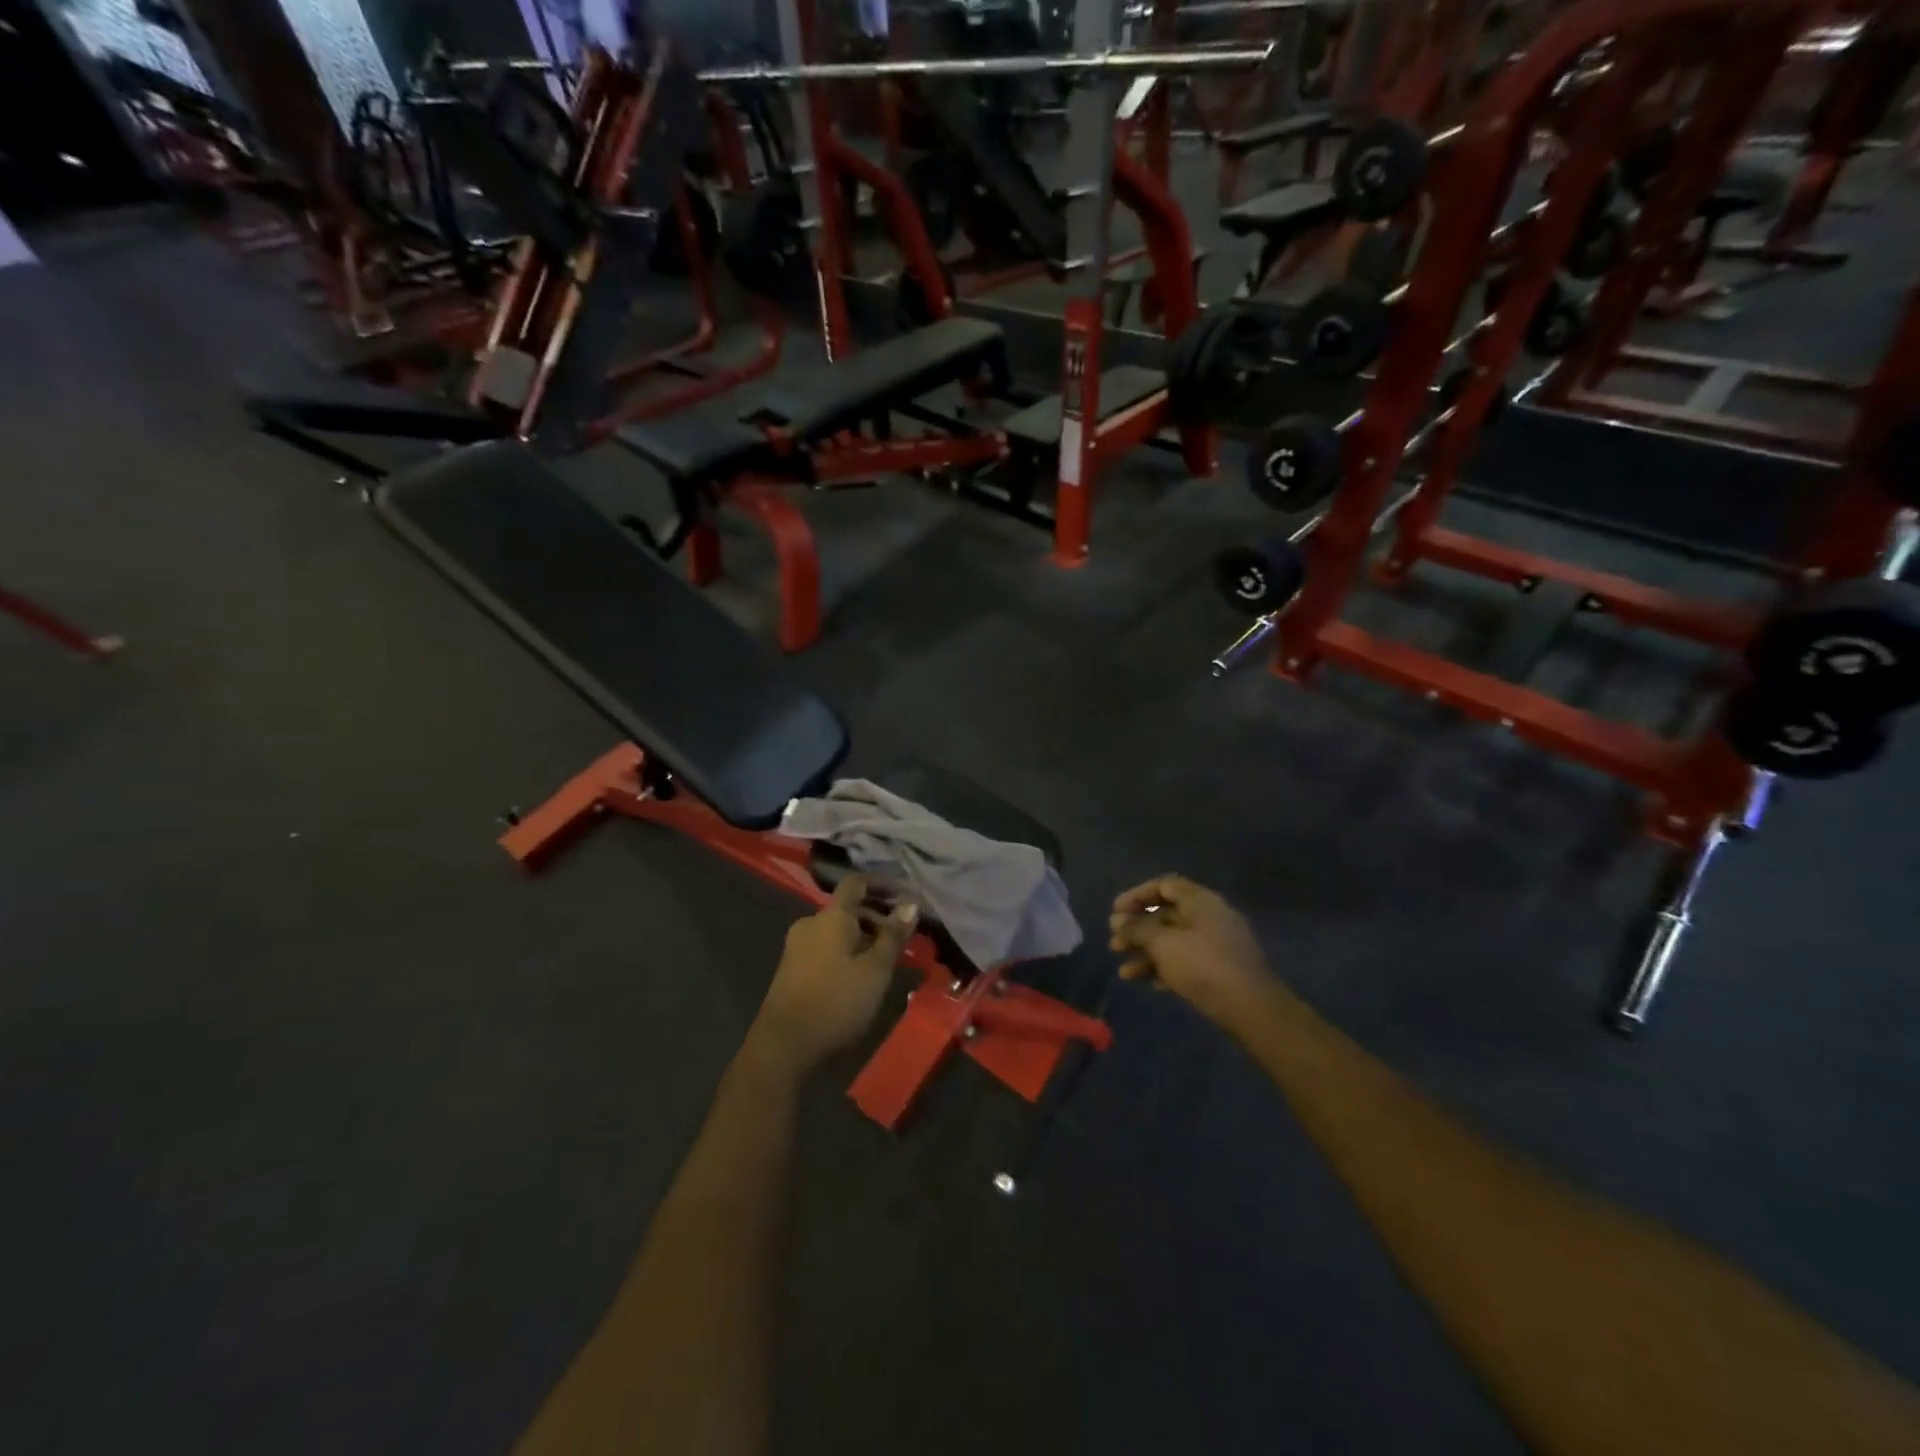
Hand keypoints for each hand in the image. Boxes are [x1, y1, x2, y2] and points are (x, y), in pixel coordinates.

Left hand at [745, 875, 917, 1079]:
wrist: (783, 1046)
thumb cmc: (836, 1002)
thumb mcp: (875, 970)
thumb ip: (893, 936)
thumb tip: (910, 904)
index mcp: (831, 916)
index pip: (856, 883)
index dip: (882, 883)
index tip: (905, 894)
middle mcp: (811, 923)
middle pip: (848, 907)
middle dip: (877, 915)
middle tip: (904, 935)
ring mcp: (797, 945)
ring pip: (837, 929)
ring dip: (864, 935)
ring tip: (888, 958)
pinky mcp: (792, 967)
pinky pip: (826, 946)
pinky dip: (848, 949)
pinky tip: (862, 973)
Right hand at [1109, 875, 1273, 1028]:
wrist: (1251, 1010)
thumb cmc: (1203, 967)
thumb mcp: (1163, 945)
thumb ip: (1137, 929)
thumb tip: (1117, 920)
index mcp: (1201, 901)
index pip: (1164, 886)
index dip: (1137, 896)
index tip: (1115, 912)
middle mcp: (1210, 917)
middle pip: (1166, 915)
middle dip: (1137, 930)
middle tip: (1115, 945)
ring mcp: (1216, 945)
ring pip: (1173, 941)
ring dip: (1146, 953)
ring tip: (1124, 973)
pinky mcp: (1219, 971)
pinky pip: (1185, 961)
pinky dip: (1164, 968)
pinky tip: (1147, 983)